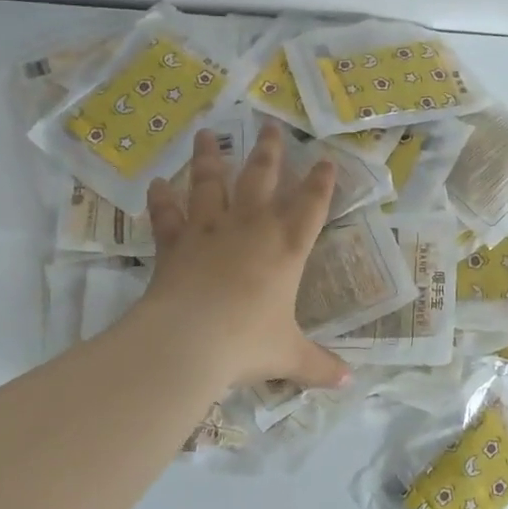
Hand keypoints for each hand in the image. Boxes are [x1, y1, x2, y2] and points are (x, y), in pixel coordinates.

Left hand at [137, 122, 349, 390]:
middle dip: (270, 152)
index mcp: (287, 248)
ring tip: (207, 133)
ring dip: (210, 157)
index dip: (321, 182)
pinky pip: (168, 215)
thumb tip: (349, 383)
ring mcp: (210, 230)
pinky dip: (162, 199)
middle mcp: (251, 228)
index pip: (311, 206)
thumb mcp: (289, 356)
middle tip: (271, 126)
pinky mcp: (176, 243)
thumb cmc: (247, 343)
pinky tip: (158, 183)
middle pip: (262, 178)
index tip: (326, 159)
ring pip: (212, 183)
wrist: (189, 341)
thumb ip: (319, 365)